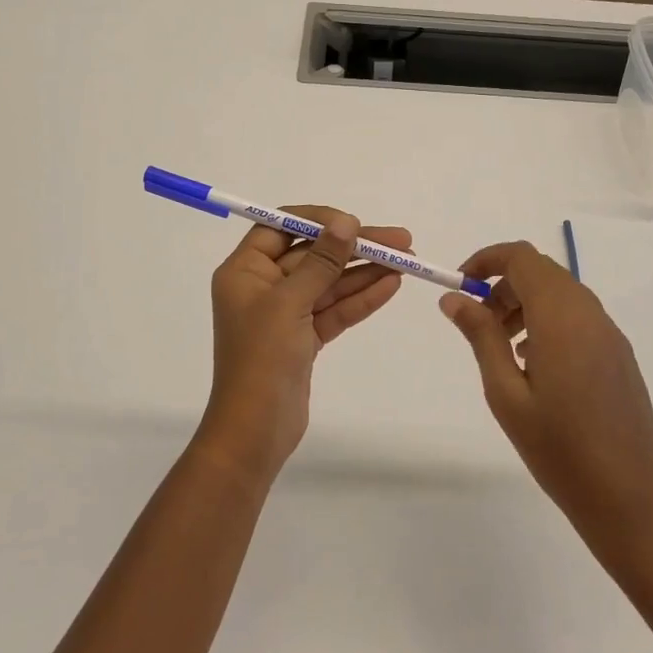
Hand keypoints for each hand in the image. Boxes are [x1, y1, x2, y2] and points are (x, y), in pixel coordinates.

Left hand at [197, 207, 412, 486]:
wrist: (255, 431)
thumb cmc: (261, 359)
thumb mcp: (289, 303)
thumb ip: (321, 261)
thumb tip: (346, 223)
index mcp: (244, 271)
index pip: (280, 228)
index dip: (318, 221)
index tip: (354, 222)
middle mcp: (262, 286)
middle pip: (312, 254)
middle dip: (354, 248)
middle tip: (400, 240)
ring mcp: (285, 314)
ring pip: (329, 283)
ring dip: (365, 272)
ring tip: (407, 260)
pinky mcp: (304, 339)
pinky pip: (335, 310)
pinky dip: (361, 298)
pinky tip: (392, 285)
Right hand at [439, 241, 652, 563]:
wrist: (628, 497)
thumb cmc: (557, 448)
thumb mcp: (505, 392)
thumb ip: (481, 336)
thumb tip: (454, 297)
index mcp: (561, 317)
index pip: (521, 257)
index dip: (487, 260)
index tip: (461, 284)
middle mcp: (590, 314)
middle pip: (542, 271)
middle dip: (504, 283)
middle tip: (478, 320)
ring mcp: (610, 334)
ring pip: (561, 292)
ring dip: (526, 302)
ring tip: (503, 346)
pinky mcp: (619, 354)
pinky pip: (579, 316)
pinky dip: (549, 320)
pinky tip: (535, 364)